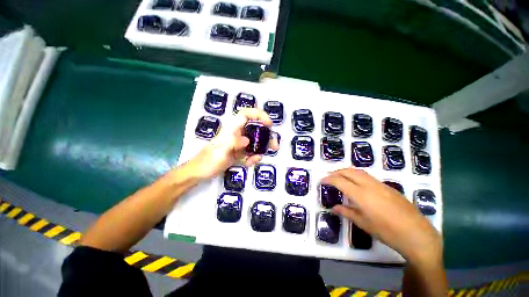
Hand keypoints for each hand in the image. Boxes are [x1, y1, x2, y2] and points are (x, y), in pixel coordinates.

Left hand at [187, 108, 278, 178]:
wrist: (200, 172)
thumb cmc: (208, 160)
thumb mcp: (220, 151)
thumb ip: (232, 143)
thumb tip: (247, 140)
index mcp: (232, 129)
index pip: (246, 114)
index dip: (259, 115)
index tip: (269, 124)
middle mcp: (237, 134)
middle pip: (255, 129)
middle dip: (267, 136)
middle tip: (274, 146)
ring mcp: (238, 144)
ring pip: (254, 142)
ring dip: (261, 149)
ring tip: (260, 157)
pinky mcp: (238, 153)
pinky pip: (250, 153)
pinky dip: (252, 158)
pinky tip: (250, 162)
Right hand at [321, 168, 441, 264]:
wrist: (418, 235)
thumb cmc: (388, 232)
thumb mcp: (364, 224)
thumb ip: (347, 212)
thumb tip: (334, 208)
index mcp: (361, 195)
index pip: (340, 181)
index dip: (329, 179)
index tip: (322, 180)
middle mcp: (370, 185)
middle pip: (349, 171)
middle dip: (337, 172)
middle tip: (329, 177)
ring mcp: (381, 185)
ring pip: (360, 171)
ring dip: (347, 171)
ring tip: (340, 177)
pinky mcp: (389, 187)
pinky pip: (368, 176)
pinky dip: (357, 176)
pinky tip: (357, 184)